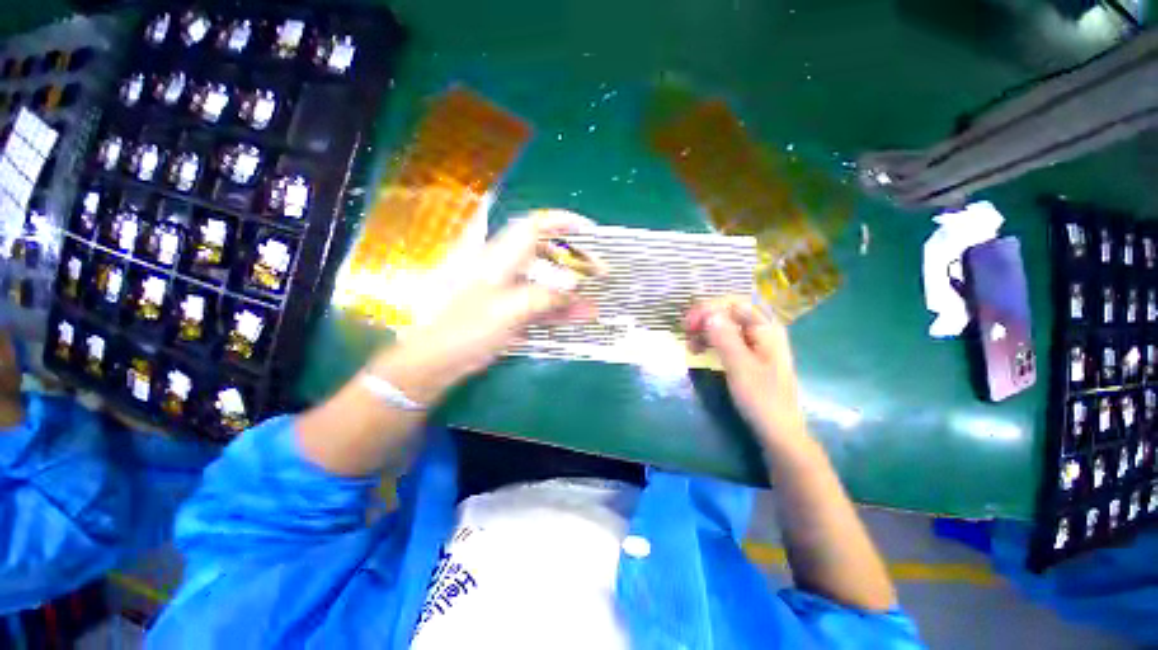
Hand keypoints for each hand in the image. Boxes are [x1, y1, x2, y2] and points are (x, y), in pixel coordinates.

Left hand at [369, 210, 598, 403]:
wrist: (437, 360)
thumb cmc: (466, 329)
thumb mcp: (508, 310)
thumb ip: (544, 296)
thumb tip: (575, 285)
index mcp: (498, 258)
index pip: (533, 227)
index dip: (561, 222)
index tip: (588, 230)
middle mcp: (505, 270)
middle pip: (545, 256)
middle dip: (574, 263)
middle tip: (599, 272)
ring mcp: (509, 292)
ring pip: (546, 285)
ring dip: (571, 293)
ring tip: (596, 302)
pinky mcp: (511, 311)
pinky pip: (540, 305)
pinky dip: (560, 310)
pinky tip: (580, 317)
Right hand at [685, 297, 806, 444]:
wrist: (778, 431)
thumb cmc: (761, 398)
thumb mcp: (740, 366)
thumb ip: (725, 337)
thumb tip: (708, 313)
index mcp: (767, 329)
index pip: (734, 304)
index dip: (709, 308)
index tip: (688, 323)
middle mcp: (764, 331)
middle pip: (730, 312)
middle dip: (706, 318)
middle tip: (685, 331)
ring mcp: (757, 344)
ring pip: (727, 326)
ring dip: (706, 330)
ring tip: (690, 344)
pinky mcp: (750, 356)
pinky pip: (727, 339)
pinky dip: (712, 341)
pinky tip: (699, 350)